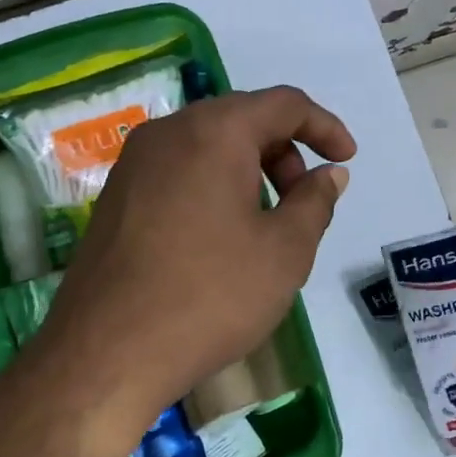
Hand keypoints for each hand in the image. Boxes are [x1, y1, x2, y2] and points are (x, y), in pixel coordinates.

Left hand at [32, 85, 353, 449]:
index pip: (283, 104)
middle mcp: (167, 133)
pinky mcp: (115, 198)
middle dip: (284, 152)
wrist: (108, 352)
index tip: (347, 159)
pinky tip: (220, 239)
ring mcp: (133, 165)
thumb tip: (328, 175)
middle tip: (303, 202)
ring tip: (265, 226)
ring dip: (248, 171)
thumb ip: (315, 202)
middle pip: (241, 120)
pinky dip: (213, 187)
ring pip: (206, 147)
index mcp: (213, 132)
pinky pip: (177, 173)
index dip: (324, 127)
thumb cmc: (210, 296)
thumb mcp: (284, 251)